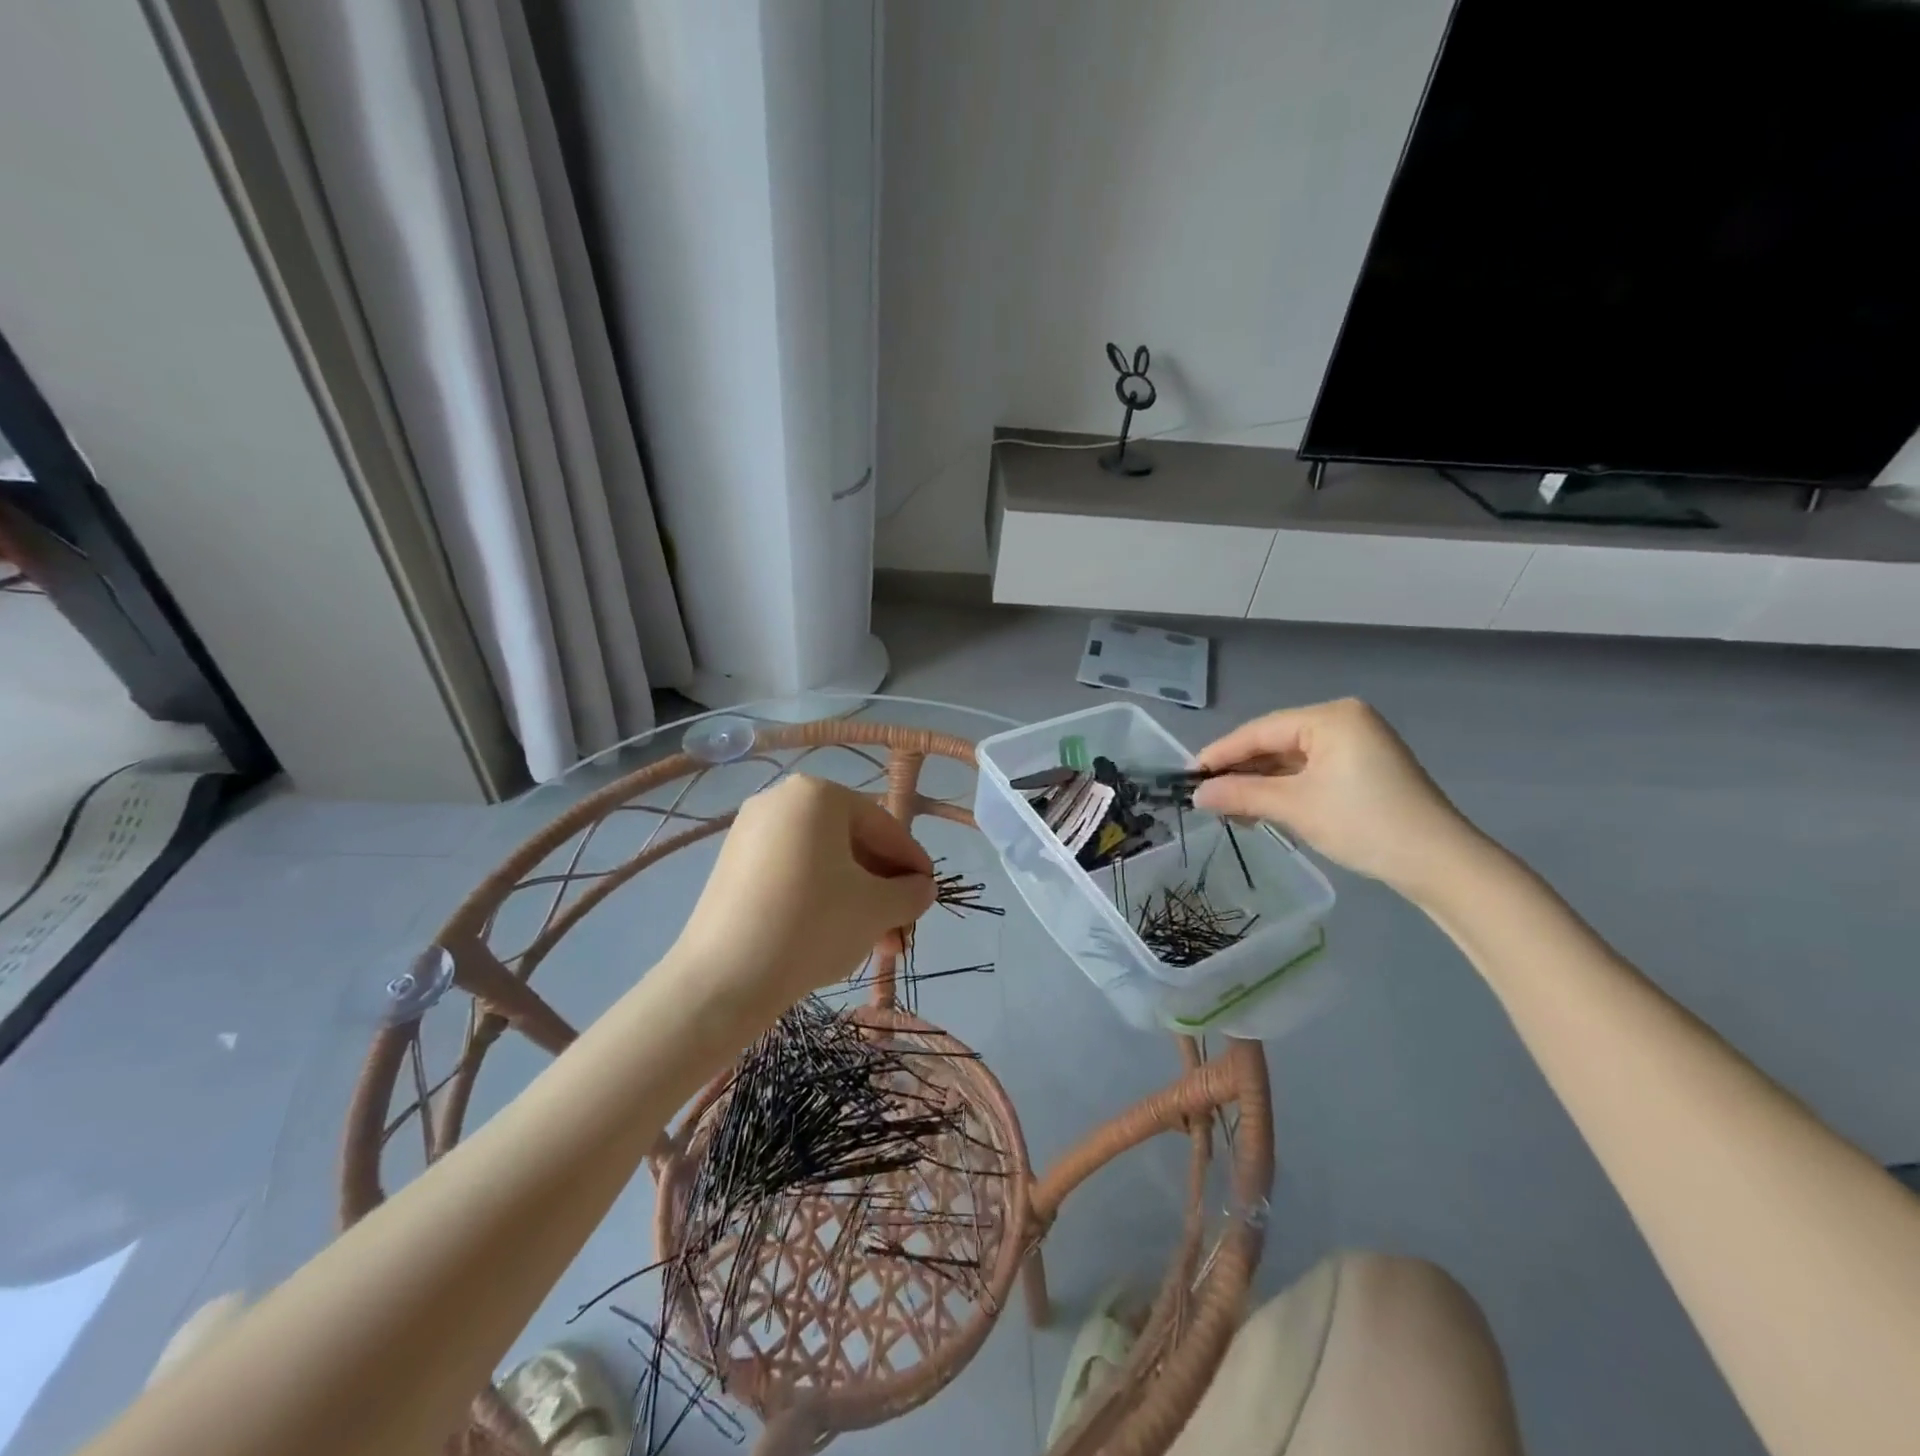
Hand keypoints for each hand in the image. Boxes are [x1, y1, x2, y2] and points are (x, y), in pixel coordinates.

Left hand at [674, 775, 935, 1009]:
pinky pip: (792, 873)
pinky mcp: (732, 866)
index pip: (883, 825)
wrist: (723, 980)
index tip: (930, 894)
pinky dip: (820, 898)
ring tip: (876, 945)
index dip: (912, 862)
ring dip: (856, 900)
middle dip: (882, 889)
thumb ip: (910, 893)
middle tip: (901, 931)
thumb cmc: (812, 926)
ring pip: (823, 862)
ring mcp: (751, 832)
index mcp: (818, 795)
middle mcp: (781, 800)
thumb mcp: (876, 909)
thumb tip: (922, 888)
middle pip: (851, 844)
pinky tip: (836, 936)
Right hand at [1191, 699, 1482, 900]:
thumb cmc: (1364, 824)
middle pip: (1275, 742)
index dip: (1221, 753)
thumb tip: (1197, 794)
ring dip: (1260, 784)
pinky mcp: (1363, 769)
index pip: (1261, 730)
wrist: (1439, 863)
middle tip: (1207, 796)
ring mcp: (1357, 744)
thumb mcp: (1295, 808)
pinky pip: (1310, 771)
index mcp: (1331, 717)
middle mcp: (1344, 721)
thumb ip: (1241, 795)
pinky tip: (1262, 809)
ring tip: (1230, 808)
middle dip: (1241, 771)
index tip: (1188, 775)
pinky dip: (1285, 789)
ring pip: (1291, 759)